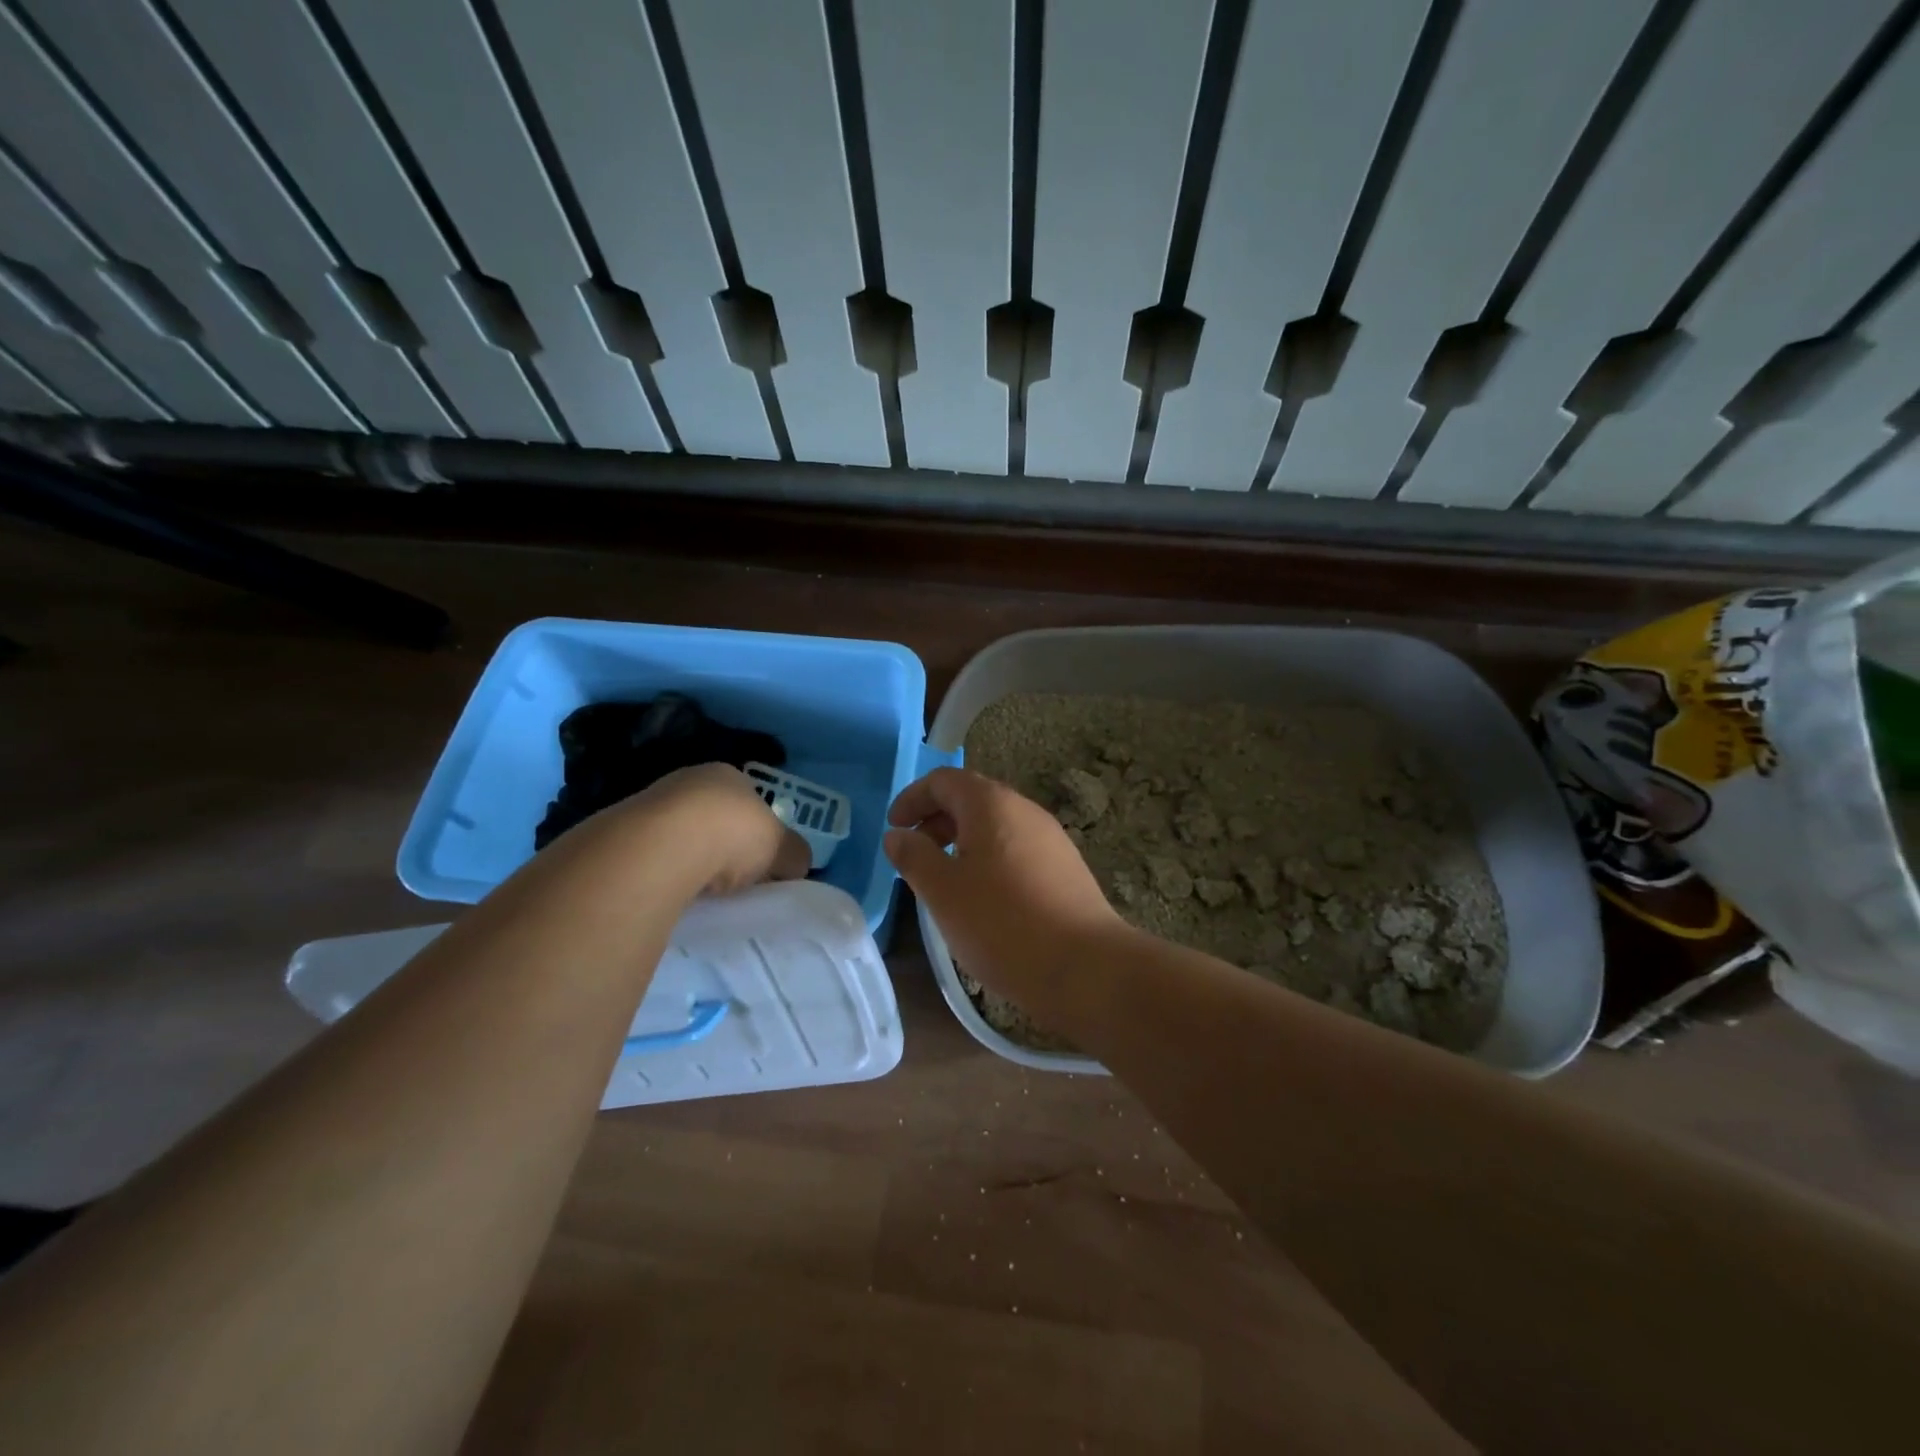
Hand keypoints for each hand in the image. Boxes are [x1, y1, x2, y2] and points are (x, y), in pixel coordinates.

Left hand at [615, 763, 810, 894]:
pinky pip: (654, 856)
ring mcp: (651, 802)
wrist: (661, 846)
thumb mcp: (782, 848)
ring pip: (680, 835)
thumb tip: (796, 865)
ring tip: (700, 890)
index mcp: (729, 774)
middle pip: (713, 817)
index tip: (760, 863)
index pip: (750, 801)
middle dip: (722, 844)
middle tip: (732, 878)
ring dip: (690, 859)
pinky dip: (664, 872)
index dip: (758, 832)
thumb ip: (794, 855)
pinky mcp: (623, 831)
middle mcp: (689, 780)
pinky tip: (671, 890)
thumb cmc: (732, 834)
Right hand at [885, 767, 1128, 1017]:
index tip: (894, 829)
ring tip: (946, 880)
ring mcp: (1051, 838)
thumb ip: (914, 857)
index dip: (913, 798)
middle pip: (972, 798)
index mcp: (991, 804)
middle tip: (915, 855)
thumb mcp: (943, 891)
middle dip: (937, 820)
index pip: (944, 780)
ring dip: (963, 841)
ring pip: (996, 825)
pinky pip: (1017, 848)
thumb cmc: (1001, 923)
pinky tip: (985, 899)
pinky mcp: (1066, 868)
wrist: (1085, 967)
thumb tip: (897, 835)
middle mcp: (1025, 810)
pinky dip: (990, 859)